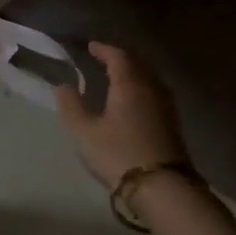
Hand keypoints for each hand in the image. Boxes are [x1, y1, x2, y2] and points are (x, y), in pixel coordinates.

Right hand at [57, 42, 187, 188]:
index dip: (104, 49)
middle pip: (138, 64)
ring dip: (133, 73)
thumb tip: (64, 86)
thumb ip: (71, 106)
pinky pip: (155, 93)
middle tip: (104, 58)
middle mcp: (151, 88)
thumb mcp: (84, 132)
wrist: (162, 187)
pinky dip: (141, 88)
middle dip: (120, 58)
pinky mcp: (172, 123)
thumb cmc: (118, 154)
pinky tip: (133, 100)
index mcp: (130, 84)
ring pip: (149, 78)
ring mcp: (166, 106)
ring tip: (117, 77)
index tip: (91, 46)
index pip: (118, 57)